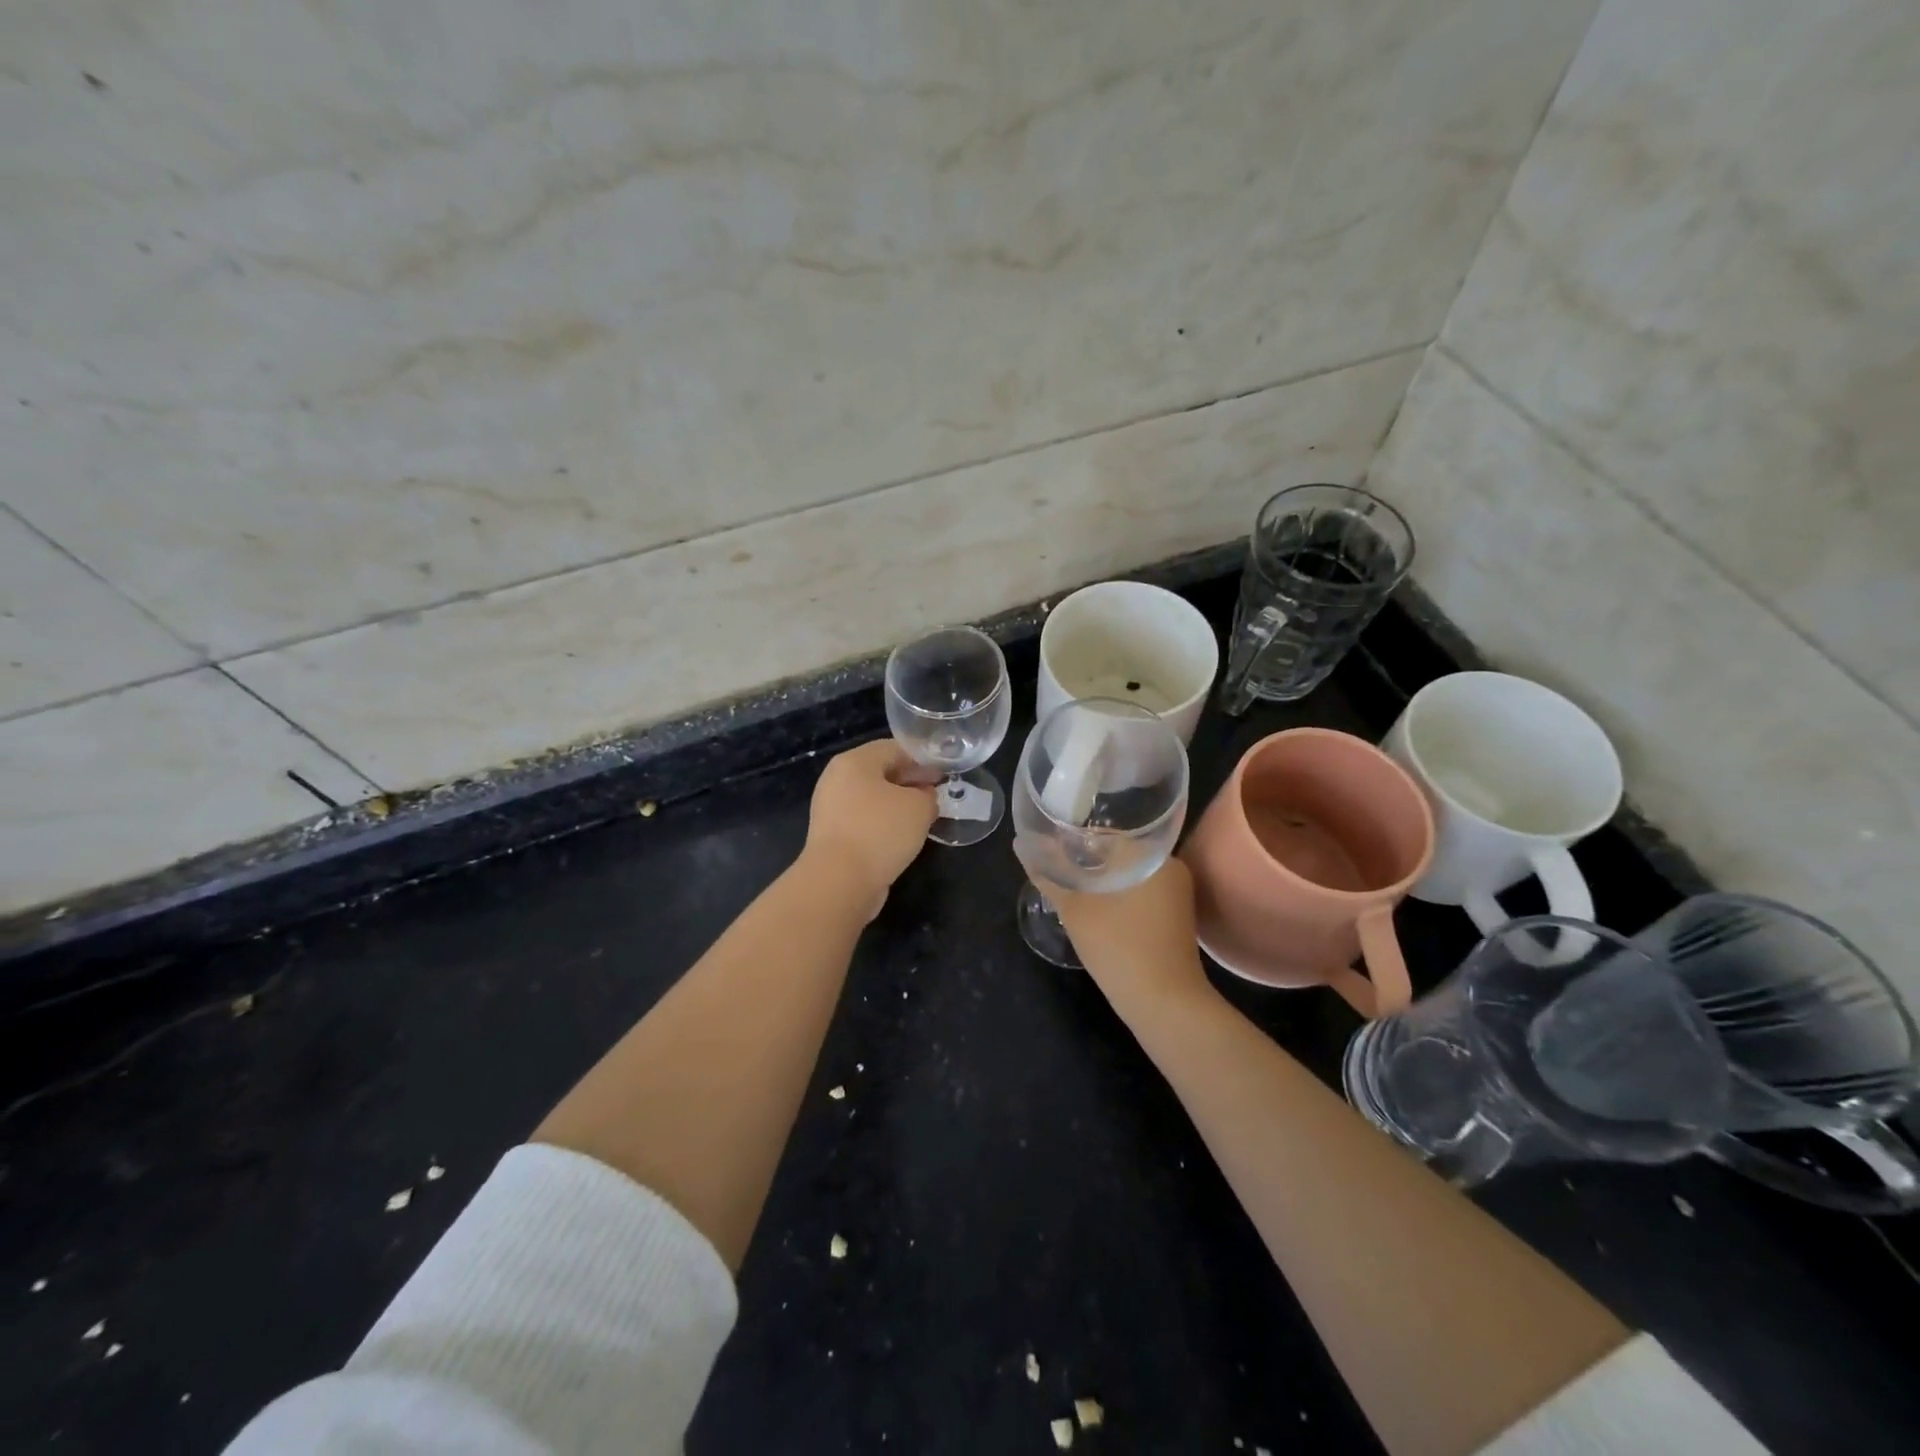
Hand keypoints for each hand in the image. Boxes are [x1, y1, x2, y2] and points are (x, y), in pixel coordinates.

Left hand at [802, 740, 938, 914]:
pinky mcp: (832, 836)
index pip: (893, 749)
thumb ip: (928, 796)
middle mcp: (837, 780)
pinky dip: (884, 824)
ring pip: (872, 799)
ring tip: (923, 817)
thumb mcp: (919, 807)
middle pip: (880, 773)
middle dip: (910, 782)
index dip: (922, 760)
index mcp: (854, 762)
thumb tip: (924, 798)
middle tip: (936, 794)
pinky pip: (864, 821)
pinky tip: (902, 838)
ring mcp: (831, 809)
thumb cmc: (880, 831)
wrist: (839, 881)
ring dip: (898, 805)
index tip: (943, 774)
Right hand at [1016, 848, 1212, 1012]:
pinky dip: (1116, 895)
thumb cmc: (1120, 947)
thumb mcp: (1075, 910)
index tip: (1051, 843)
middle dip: (1087, 858)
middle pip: (1120, 852)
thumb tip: (1022, 845)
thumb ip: (1049, 875)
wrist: (1164, 1004)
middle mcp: (1171, 869)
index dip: (1076, 836)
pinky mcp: (1174, 918)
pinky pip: (1140, 893)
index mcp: (1153, 857)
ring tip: (1070, 883)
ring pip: (1129, 874)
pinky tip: (1094, 905)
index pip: (1109, 832)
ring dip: (1101, 878)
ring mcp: (1176, 895)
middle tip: (1056, 864)